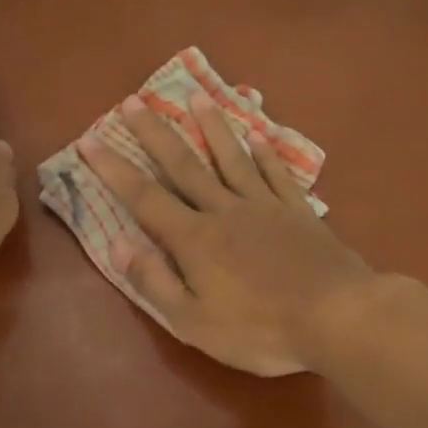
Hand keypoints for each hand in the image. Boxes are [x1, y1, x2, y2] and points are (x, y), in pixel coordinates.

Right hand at [80, 91, 374, 375]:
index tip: (90, 141)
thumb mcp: (194, 322)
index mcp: (195, 239)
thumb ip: (155, 282)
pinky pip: (276, 174)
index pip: (144, 197)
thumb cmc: (260, 329)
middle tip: (133, 101)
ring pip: (231, 158)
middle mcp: (225, 210)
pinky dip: (265, 154)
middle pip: (184, 165)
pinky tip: (257, 136)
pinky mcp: (299, 211)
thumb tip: (118, 246)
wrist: (337, 317)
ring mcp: (265, 206)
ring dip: (211, 127)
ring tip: (196, 98)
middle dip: (155, 134)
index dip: (114, 169)